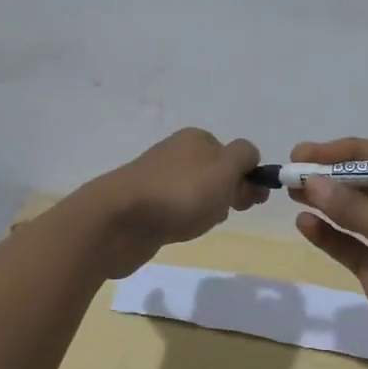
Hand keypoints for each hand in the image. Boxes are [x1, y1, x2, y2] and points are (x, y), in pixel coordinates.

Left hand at [81, 128, 265, 277]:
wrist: (119, 220)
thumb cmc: (180, 194)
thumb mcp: (225, 170)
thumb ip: (244, 157)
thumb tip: (249, 156)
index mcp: (197, 138)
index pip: (236, 154)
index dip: (247, 178)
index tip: (248, 202)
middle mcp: (177, 152)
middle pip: (216, 173)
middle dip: (227, 194)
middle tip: (223, 214)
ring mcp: (158, 177)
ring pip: (197, 192)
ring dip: (205, 209)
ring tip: (198, 224)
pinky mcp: (144, 202)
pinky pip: (176, 208)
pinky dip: (183, 219)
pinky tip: (179, 230)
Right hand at [288, 137, 367, 368]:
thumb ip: (351, 207)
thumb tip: (311, 180)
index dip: (344, 152)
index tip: (307, 152)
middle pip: (365, 183)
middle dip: (330, 176)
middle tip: (293, 170)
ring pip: (354, 214)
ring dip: (325, 202)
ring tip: (290, 191)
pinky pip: (349, 245)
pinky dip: (328, 235)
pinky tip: (304, 223)